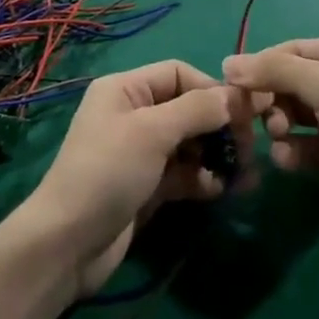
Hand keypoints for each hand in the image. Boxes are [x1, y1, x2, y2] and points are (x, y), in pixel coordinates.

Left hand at [4, 61, 244, 298]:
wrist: (68, 244)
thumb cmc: (107, 173)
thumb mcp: (152, 132)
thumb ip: (197, 110)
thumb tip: (237, 96)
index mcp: (126, 89)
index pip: (178, 74)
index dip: (212, 89)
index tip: (246, 112)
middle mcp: (133, 114)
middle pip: (187, 108)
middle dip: (220, 125)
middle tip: (250, 148)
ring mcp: (140, 153)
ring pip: (189, 143)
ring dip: (217, 154)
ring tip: (244, 174)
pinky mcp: (147, 187)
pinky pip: (183, 173)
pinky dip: (203, 178)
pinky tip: (219, 190)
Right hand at [223, 36, 318, 237]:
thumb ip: (275, 71)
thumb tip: (226, 63)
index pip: (294, 51)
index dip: (263, 65)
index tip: (232, 83)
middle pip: (290, 84)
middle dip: (272, 99)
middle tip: (255, 115)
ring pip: (294, 116)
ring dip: (279, 126)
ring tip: (279, 136)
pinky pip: (303, 147)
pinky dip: (291, 152)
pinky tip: (288, 160)